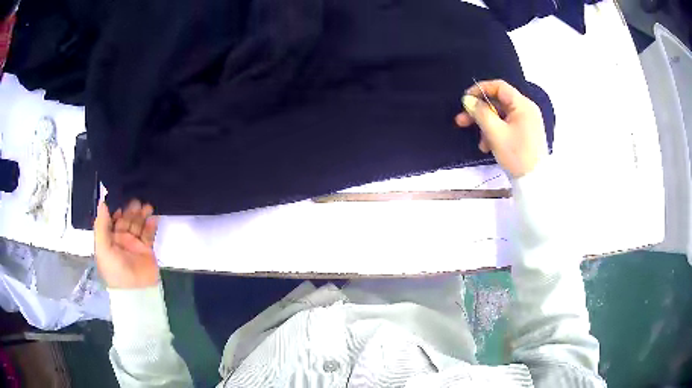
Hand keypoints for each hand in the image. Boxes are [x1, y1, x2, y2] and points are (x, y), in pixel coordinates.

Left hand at [94, 199, 159, 288]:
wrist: (135, 291)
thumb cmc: (115, 269)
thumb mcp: (103, 248)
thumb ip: (101, 225)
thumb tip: (102, 202)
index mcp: (108, 239)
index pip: (111, 219)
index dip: (115, 209)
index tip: (120, 198)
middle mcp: (120, 239)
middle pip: (125, 220)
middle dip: (130, 210)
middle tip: (137, 202)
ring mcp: (134, 244)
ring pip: (137, 224)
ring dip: (142, 215)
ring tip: (147, 207)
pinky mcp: (146, 250)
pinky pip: (148, 234)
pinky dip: (151, 225)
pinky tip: (153, 218)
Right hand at [455, 79, 547, 177]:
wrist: (535, 182)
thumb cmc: (517, 155)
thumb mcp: (495, 133)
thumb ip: (480, 113)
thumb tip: (467, 100)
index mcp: (523, 105)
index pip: (499, 87)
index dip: (480, 89)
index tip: (465, 100)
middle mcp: (526, 110)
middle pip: (498, 103)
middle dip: (480, 112)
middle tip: (462, 121)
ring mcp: (527, 122)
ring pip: (501, 117)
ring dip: (487, 126)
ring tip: (480, 143)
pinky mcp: (526, 134)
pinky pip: (507, 126)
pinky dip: (496, 133)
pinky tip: (489, 147)